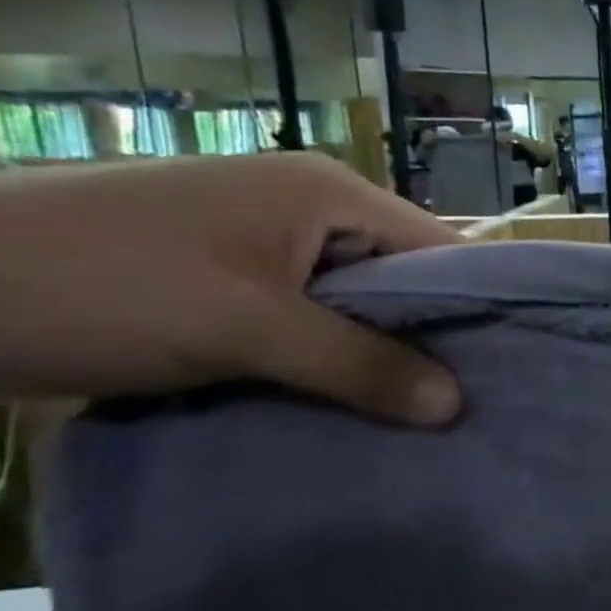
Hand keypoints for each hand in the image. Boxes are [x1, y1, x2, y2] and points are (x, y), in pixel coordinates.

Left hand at [0, 154, 461, 425]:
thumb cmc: (102, 282)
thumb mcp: (245, 327)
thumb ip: (358, 365)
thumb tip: (456, 407)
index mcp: (331, 194)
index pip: (439, 249)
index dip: (476, 306)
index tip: (508, 368)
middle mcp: (309, 211)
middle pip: (399, 280)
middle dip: (425, 341)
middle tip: (466, 405)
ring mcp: (263, 246)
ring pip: (350, 307)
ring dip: (370, 358)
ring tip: (414, 416)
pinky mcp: (224, 284)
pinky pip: (302, 323)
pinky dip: (322, 362)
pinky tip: (343, 405)